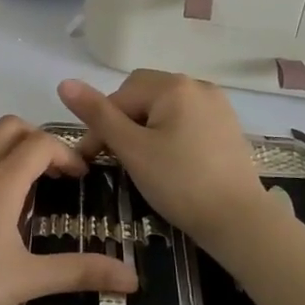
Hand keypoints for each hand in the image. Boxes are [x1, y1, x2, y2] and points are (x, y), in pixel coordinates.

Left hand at [0, 116, 137, 304]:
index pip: (41, 143)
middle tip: (52, 176)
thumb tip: (132, 276)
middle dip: (37, 141)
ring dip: (5, 148)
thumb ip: (79, 272)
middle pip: (9, 127)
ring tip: (18, 188)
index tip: (80, 180)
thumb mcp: (26, 280)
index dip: (67, 154)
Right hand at [57, 71, 266, 243]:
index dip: (100, 125)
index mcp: (173, 86)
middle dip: (124, 122)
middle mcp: (198, 85)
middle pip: (144, 95)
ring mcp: (217, 105)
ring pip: (165, 108)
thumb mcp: (132, 149)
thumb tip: (64, 83)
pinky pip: (187, 119)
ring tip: (140, 161)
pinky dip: (170, 133)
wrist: (239, 221)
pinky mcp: (228, 126)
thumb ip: (98, 115)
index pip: (121, 95)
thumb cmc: (180, 183)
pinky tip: (169, 161)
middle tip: (115, 158)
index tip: (89, 158)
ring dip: (145, 128)